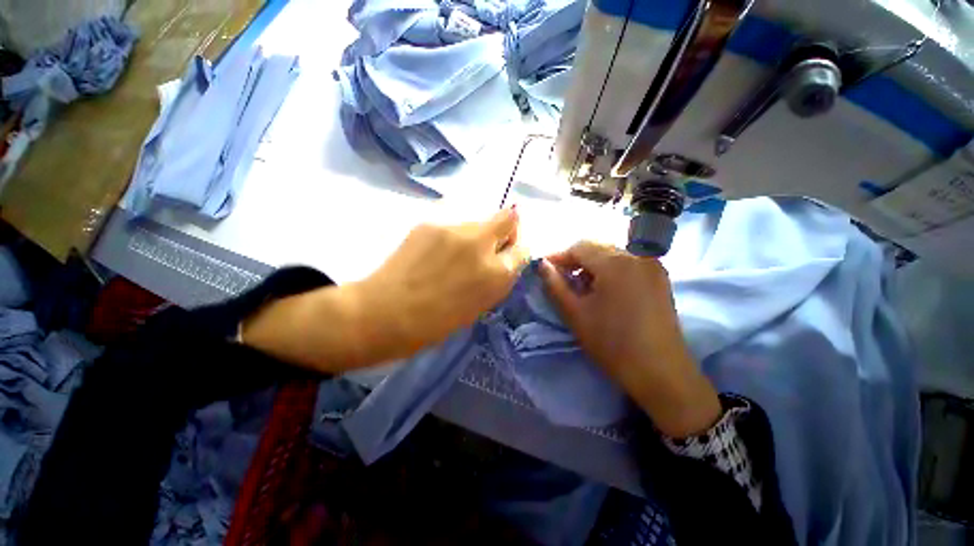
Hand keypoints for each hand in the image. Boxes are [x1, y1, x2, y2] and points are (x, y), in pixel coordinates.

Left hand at [243, 209, 526, 370]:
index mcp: (496, 273)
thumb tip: (503, 260)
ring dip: (476, 234)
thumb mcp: (479, 306)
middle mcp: (481, 244)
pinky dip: (452, 236)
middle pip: (508, 217)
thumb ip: (496, 279)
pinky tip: (435, 252)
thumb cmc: (435, 323)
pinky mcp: (430, 223)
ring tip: (455, 253)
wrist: (385, 313)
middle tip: (490, 243)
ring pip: (478, 220)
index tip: (508, 252)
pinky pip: (453, 224)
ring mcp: (454, 229)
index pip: (523, 248)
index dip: (517, 249)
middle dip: (506, 228)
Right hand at [539, 241, 720, 436]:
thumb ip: (555, 285)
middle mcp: (637, 256)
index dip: (559, 256)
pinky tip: (603, 289)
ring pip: (612, 254)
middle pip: (597, 247)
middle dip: (575, 260)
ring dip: (592, 265)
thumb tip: (543, 265)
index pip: (579, 246)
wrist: (661, 372)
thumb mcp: (575, 313)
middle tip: (560, 278)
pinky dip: (610, 270)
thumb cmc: (612, 343)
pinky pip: (628, 263)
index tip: (545, 268)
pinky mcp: (660, 278)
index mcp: (615, 262)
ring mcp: (652, 266)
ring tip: (581, 286)